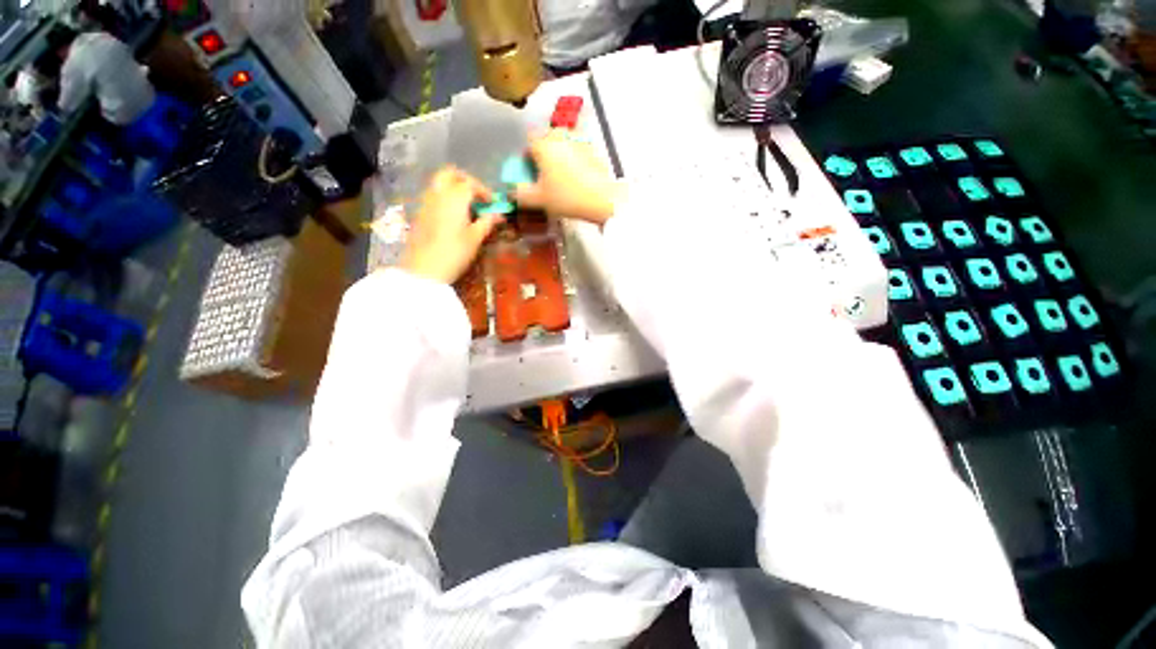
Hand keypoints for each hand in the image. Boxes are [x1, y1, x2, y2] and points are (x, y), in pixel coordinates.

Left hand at [400, 167, 502, 283]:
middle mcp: (437, 194)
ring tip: (467, 207)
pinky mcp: (419, 213)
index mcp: (454, 198)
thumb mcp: (475, 238)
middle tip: (477, 195)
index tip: (493, 203)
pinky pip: (433, 196)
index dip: (484, 191)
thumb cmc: (454, 253)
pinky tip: (454, 217)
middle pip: (449, 174)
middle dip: (465, 180)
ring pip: (439, 184)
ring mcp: (425, 203)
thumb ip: (487, 222)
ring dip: (454, 189)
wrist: (423, 270)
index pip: (470, 184)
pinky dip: (445, 198)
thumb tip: (499, 214)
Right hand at [511, 130, 622, 225]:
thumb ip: (520, 194)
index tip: (530, 171)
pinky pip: (578, 151)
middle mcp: (560, 135)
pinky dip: (574, 160)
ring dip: (559, 156)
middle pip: (546, 139)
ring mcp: (579, 140)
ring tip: (562, 178)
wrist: (602, 199)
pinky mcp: (594, 149)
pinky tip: (577, 178)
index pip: (528, 141)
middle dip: (543, 154)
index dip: (527, 156)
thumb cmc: (567, 197)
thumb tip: (512, 191)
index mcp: (544, 143)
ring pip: (563, 144)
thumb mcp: (538, 199)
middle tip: (545, 175)